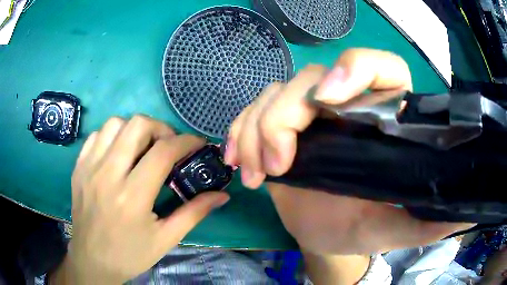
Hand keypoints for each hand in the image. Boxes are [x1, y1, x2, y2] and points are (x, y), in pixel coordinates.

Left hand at [52, 116, 228, 283]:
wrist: (92, 260)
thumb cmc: (130, 254)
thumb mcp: (166, 239)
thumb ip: (194, 213)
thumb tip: (222, 195)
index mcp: (133, 197)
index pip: (163, 151)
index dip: (186, 141)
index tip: (197, 143)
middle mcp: (108, 175)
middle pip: (137, 126)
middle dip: (160, 128)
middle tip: (168, 144)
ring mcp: (89, 168)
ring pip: (115, 124)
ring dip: (135, 129)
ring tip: (142, 147)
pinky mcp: (79, 167)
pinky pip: (97, 135)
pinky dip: (112, 136)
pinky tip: (118, 152)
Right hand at [226, 48, 470, 254]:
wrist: (329, 234)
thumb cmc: (365, 227)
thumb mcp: (399, 227)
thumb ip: (431, 220)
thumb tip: (467, 214)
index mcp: (384, 117)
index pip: (379, 67)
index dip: (355, 70)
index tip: (330, 98)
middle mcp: (346, 104)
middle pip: (310, 81)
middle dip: (285, 118)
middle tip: (278, 167)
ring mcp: (308, 113)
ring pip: (274, 95)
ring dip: (256, 131)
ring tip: (254, 174)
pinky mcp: (278, 127)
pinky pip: (251, 111)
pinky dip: (238, 131)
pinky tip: (235, 159)